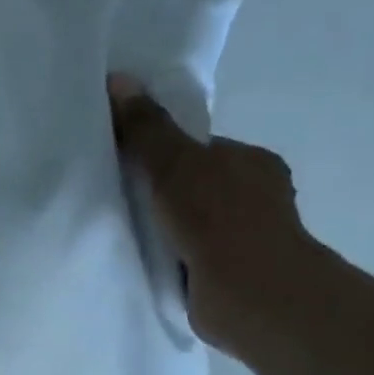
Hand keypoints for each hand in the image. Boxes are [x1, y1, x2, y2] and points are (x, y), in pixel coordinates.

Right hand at [107, 72, 317, 359]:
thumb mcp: (174, 162)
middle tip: (116, 198)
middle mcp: (257, 198)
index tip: (127, 163)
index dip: (163, 153)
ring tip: (122, 232)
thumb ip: (146, 127)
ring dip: (164, 229)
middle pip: (194, 186)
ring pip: (192, 224)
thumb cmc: (218, 218)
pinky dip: (169, 258)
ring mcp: (247, 240)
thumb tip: (118, 79)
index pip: (200, 149)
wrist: (251, 294)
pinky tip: (143, 260)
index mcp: (253, 163)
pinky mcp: (231, 276)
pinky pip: (190, 257)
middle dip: (160, 193)